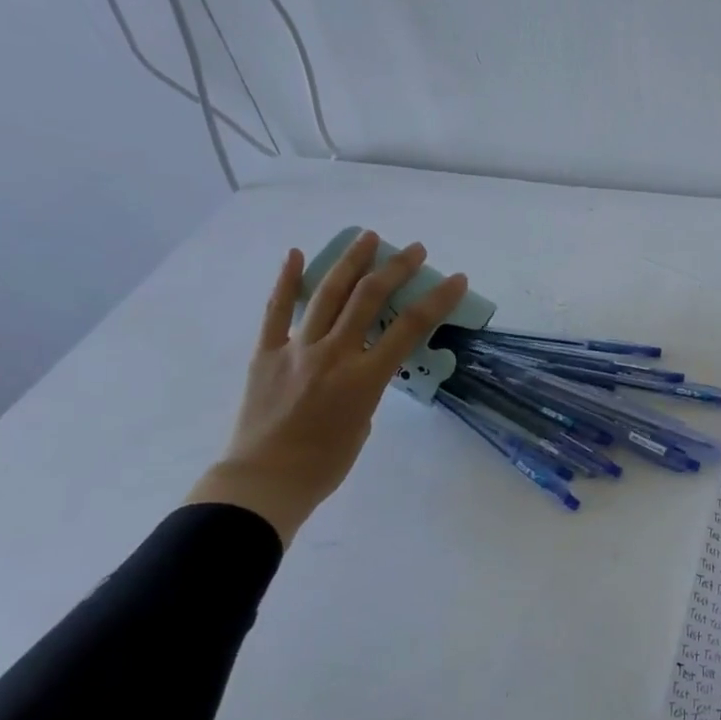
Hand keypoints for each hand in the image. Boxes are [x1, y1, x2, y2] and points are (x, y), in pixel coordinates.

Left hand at [187, 231, 469, 543]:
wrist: (264, 481)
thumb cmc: (325, 464)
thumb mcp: (364, 424)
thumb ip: (367, 388)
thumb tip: (358, 368)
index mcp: (365, 377)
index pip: (411, 327)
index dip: (438, 299)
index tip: (456, 279)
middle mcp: (334, 354)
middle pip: (369, 298)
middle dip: (396, 268)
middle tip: (414, 250)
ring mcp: (297, 349)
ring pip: (327, 294)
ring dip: (351, 262)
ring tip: (368, 238)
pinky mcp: (266, 353)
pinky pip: (275, 311)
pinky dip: (286, 280)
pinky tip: (297, 254)